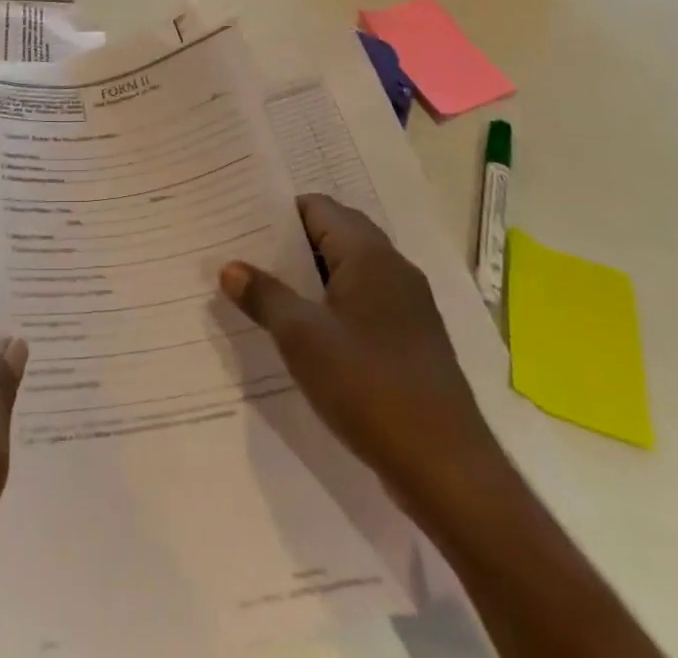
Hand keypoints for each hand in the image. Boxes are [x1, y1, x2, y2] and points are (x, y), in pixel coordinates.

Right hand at [219, 193, 496, 522]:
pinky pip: (365, 301)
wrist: (447, 470)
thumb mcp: (302, 338)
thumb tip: (230, 267)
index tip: (242, 225)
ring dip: (312, 276)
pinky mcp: (412, 339)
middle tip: (247, 255)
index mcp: (369, 254)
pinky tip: (308, 332)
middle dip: (292, 243)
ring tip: (268, 291)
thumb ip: (264, 295)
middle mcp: (393, 268)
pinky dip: (334, 304)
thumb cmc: (369, 386)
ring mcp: (408, 305)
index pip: (318, 207)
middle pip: (336, 233)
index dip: (279, 213)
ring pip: (350, 270)